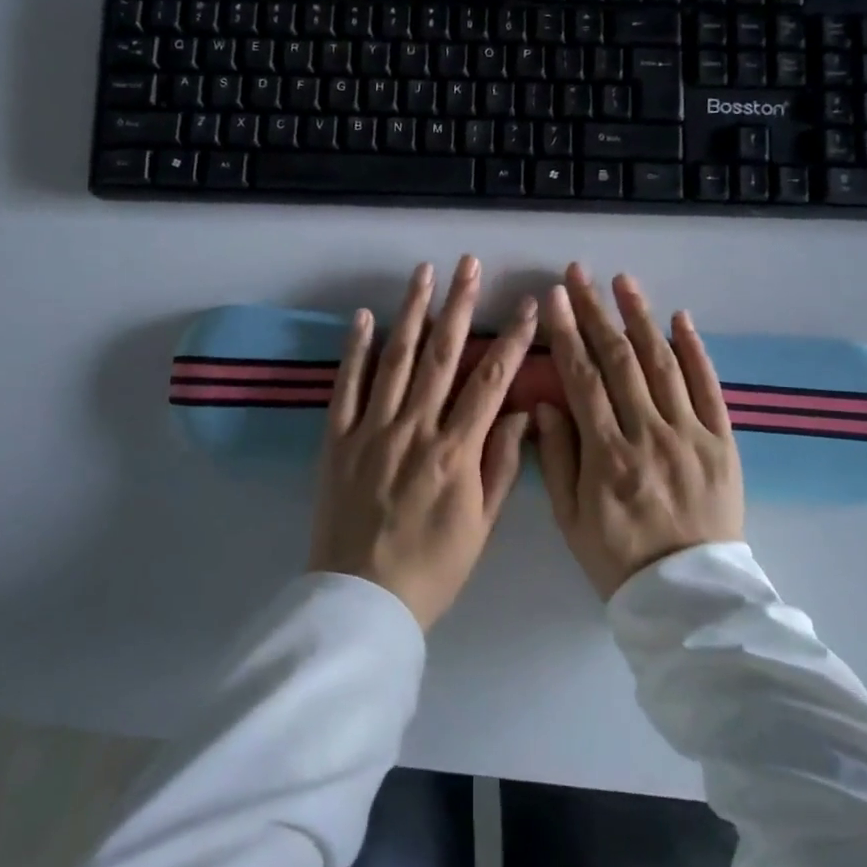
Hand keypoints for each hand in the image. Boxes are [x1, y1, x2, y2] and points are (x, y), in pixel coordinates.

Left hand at [309, 256, 538, 629]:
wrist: (362, 602)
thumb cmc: (432, 568)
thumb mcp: (480, 526)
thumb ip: (501, 466)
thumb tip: (521, 414)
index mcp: (455, 452)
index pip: (491, 382)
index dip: (512, 340)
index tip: (528, 305)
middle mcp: (415, 428)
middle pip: (442, 356)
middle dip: (460, 305)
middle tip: (469, 264)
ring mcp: (372, 429)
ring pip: (396, 359)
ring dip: (412, 312)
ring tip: (424, 272)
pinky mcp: (337, 439)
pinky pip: (346, 386)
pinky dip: (355, 349)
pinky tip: (364, 316)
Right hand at [534, 263, 743, 599]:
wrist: (690, 597)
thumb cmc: (619, 558)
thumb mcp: (570, 519)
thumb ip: (556, 458)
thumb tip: (546, 402)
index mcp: (607, 456)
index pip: (582, 379)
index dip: (566, 334)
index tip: (554, 299)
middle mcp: (649, 435)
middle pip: (619, 360)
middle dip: (595, 311)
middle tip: (580, 274)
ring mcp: (691, 435)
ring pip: (663, 363)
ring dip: (641, 317)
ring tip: (624, 281)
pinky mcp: (722, 442)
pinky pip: (709, 388)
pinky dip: (695, 350)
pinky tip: (680, 318)